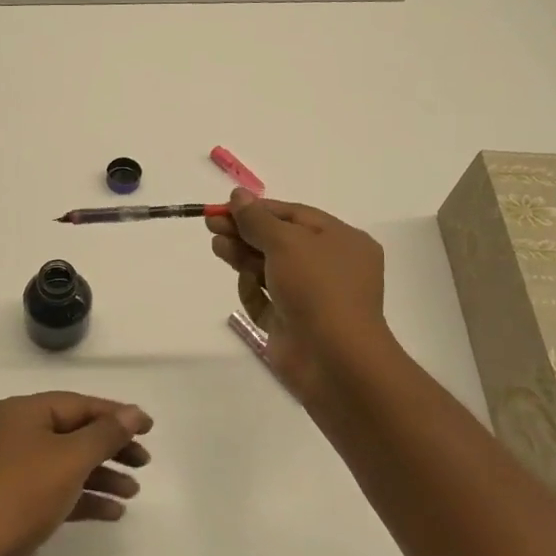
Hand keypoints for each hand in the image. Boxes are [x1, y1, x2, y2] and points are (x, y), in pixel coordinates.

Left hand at [0, 393, 151, 555]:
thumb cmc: (22, 494)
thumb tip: (133, 412)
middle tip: (144, 461)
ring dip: (101, 474)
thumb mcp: (70, 458)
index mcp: (20, 413)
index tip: (149, 427)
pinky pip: (57, 492)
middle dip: (110, 446)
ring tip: (133, 491)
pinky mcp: (15, 505)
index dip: (115, 414)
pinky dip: (84, 498)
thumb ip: (106, 434)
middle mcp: (13, 435)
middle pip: (72, 433)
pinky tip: (114, 512)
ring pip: (66, 464)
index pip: (76, 404)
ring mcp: (12, 472)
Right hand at [206, 190, 387, 409]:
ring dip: (243, 257)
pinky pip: (268, 300)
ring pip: (270, 269)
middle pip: (280, 241)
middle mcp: (331, 267)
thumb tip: (238, 195)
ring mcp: (312, 297)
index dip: (258, 210)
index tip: (224, 208)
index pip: (295, 215)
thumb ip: (257, 219)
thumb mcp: (286, 243)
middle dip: (246, 233)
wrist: (333, 359)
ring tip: (217, 248)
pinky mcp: (293, 323)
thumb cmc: (317, 288)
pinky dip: (253, 290)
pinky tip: (243, 283)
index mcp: (343, 241)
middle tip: (212, 227)